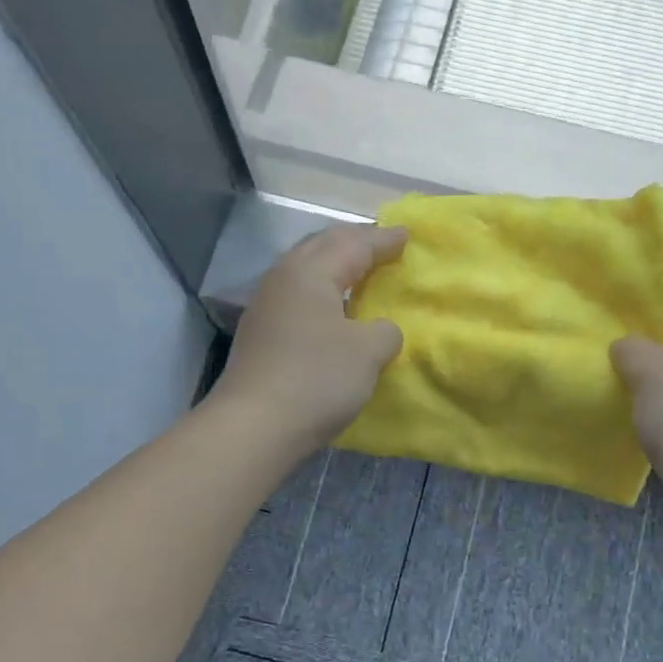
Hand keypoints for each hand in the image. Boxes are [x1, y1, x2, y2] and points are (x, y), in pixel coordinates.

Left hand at [212, 223, 406, 459]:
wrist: (254, 426)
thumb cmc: (317, 379)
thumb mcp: (367, 352)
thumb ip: (384, 331)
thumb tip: (380, 329)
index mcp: (311, 272)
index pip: (355, 244)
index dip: (383, 240)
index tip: (407, 235)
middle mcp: (284, 278)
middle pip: (322, 246)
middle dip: (354, 241)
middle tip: (381, 244)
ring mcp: (266, 305)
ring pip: (305, 269)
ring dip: (334, 264)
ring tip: (357, 271)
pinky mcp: (260, 332)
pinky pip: (298, 294)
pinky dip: (321, 290)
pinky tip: (332, 307)